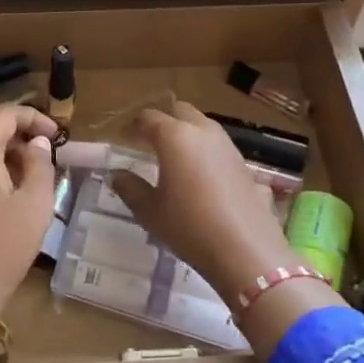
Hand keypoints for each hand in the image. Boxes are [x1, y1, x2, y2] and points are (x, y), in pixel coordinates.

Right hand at [108, 104, 297, 303]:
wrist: (246, 251)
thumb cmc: (190, 227)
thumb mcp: (150, 211)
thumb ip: (130, 188)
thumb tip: (117, 174)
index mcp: (175, 136)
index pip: (149, 118)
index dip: (133, 125)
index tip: (123, 136)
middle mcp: (203, 132)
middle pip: (179, 111)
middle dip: (162, 120)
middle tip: (148, 139)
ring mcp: (228, 146)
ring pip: (202, 125)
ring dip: (186, 132)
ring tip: (174, 156)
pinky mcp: (244, 164)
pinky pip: (218, 146)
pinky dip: (204, 151)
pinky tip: (200, 175)